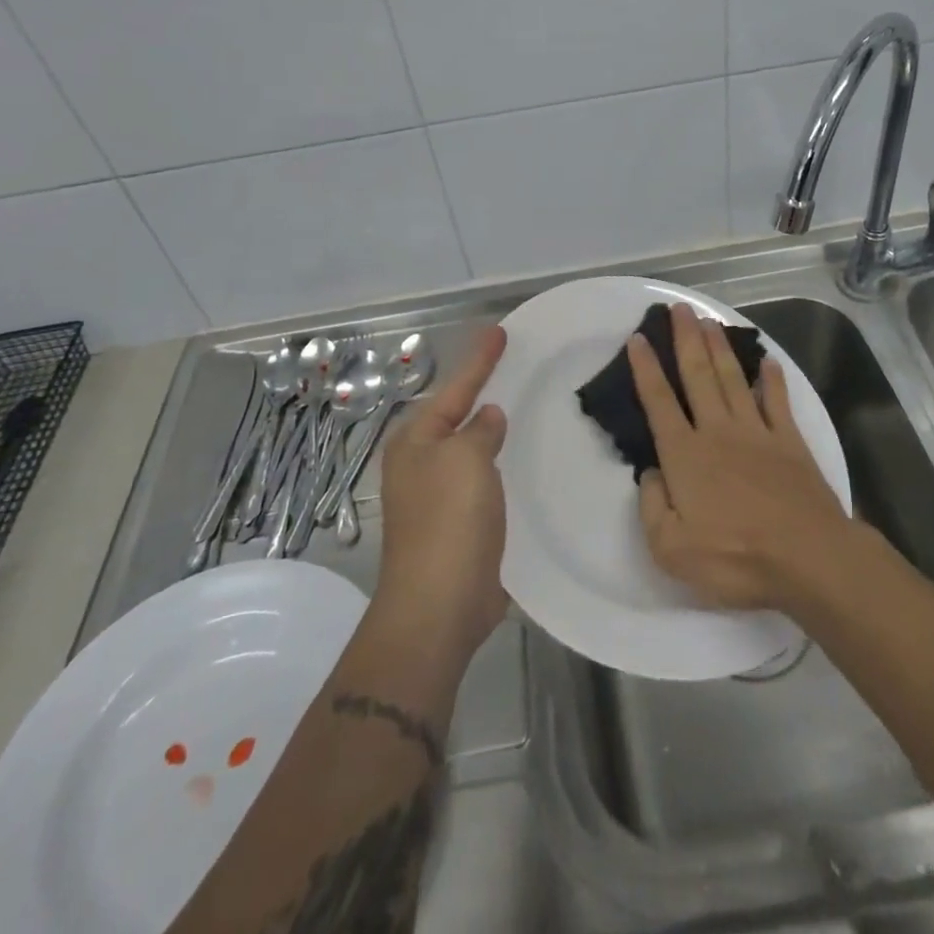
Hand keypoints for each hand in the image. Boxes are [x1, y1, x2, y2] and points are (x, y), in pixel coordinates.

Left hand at [372, 326, 508, 662]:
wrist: (439, 604)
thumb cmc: (449, 520)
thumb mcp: (466, 459)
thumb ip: (479, 430)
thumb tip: (487, 416)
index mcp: (415, 441)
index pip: (454, 388)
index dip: (479, 360)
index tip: (499, 331)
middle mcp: (420, 463)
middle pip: (455, 416)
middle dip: (479, 392)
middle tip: (511, 366)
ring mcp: (436, 496)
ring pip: (469, 449)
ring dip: (490, 430)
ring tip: (518, 406)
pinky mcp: (456, 525)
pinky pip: (481, 480)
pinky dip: (498, 465)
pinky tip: (518, 463)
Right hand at [629, 303, 854, 611]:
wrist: (807, 558)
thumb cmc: (734, 557)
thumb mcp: (671, 549)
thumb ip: (652, 506)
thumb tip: (650, 473)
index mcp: (685, 455)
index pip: (658, 402)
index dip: (646, 368)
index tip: (639, 338)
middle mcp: (717, 431)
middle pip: (697, 375)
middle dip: (685, 339)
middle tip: (679, 308)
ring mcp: (757, 432)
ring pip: (732, 379)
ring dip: (719, 348)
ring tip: (709, 320)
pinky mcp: (790, 442)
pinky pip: (777, 401)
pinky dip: (772, 379)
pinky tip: (768, 361)